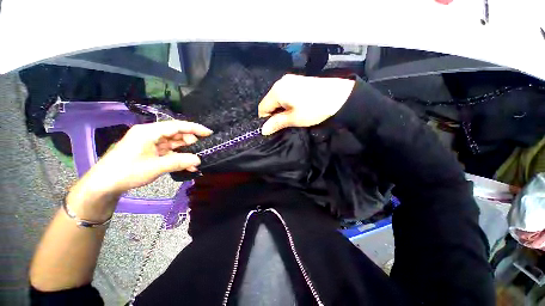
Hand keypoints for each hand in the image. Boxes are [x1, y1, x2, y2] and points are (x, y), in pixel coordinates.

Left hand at [66, 120, 211, 219]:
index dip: (194, 128)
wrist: (104, 185)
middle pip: (176, 134)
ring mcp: (150, 143)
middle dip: (190, 142)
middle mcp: (150, 134)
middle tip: (201, 151)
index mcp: (149, 132)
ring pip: (174, 143)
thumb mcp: (155, 167)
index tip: (209, 133)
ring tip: (195, 161)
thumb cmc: (126, 172)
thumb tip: (198, 160)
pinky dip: (178, 157)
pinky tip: (187, 165)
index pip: (176, 126)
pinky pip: (169, 152)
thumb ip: (179, 162)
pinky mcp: (150, 152)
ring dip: (185, 152)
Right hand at [258, 74, 354, 134]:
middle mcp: (280, 82)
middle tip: (285, 122)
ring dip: (281, 108)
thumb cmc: (314, 109)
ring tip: (292, 115)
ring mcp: (290, 79)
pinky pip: (285, 93)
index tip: (276, 126)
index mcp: (277, 91)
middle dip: (274, 113)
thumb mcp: (294, 119)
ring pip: (278, 98)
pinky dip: (287, 102)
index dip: (266, 119)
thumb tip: (263, 130)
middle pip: (270, 101)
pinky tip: (296, 107)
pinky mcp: (298, 80)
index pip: (262, 107)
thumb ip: (277, 123)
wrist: (340, 96)